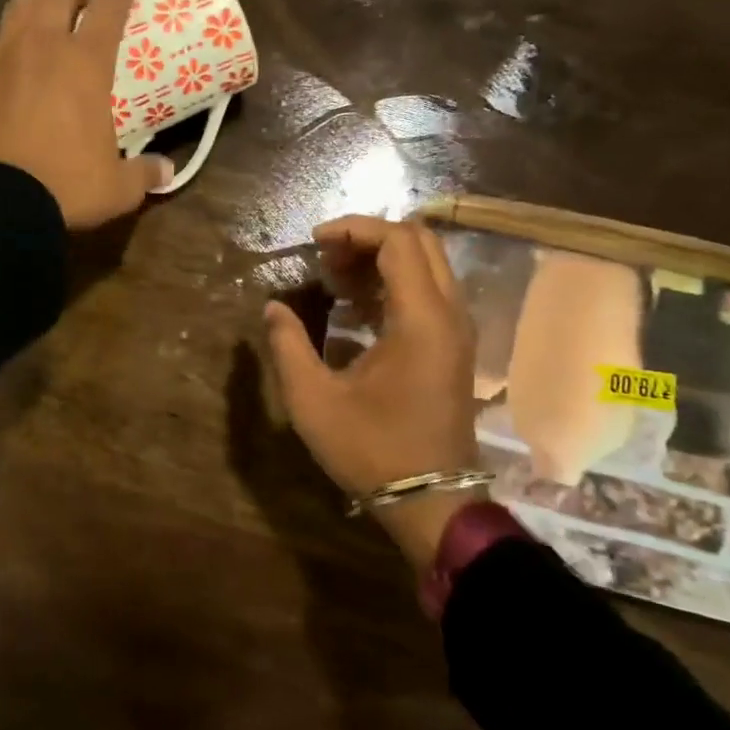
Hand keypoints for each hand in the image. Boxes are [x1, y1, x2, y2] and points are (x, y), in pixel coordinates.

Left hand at [0, 0, 174, 229]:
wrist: (0, 204)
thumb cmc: (67, 187)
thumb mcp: (118, 188)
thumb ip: (145, 173)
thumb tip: (166, 170)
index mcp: (87, 63)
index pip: (111, 5)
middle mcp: (44, 45)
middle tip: (83, 3)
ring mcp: (2, 57)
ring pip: (17, 3)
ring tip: (42, 0)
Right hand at [263, 216, 481, 566]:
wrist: (430, 500)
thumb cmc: (372, 450)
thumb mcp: (313, 400)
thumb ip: (288, 346)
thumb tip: (273, 308)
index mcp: (421, 319)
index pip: (398, 241)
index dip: (354, 228)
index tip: (314, 242)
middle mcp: (449, 314)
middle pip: (420, 243)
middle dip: (369, 238)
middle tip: (325, 258)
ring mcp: (457, 331)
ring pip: (427, 266)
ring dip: (381, 261)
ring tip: (334, 279)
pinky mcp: (453, 348)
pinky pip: (428, 293)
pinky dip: (393, 285)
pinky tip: (354, 307)